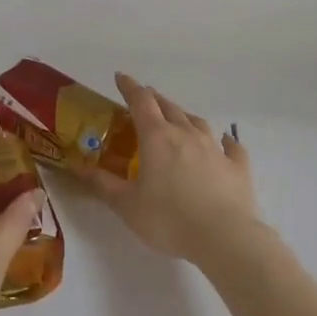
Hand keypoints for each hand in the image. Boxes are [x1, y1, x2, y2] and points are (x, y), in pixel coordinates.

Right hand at [79, 73, 263, 266]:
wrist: (224, 238)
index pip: (140, 102)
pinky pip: (231, 147)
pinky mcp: (237, 167)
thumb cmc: (168, 219)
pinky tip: (225, 141)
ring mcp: (215, 149)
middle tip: (145, 98)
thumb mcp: (126, 205)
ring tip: (178, 116)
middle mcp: (186, 134)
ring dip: (184, 116)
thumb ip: (103, 184)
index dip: (129, 87)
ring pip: (197, 122)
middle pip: (169, 107)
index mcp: (157, 138)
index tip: (120, 77)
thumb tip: (79, 168)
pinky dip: (225, 141)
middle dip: (155, 99)